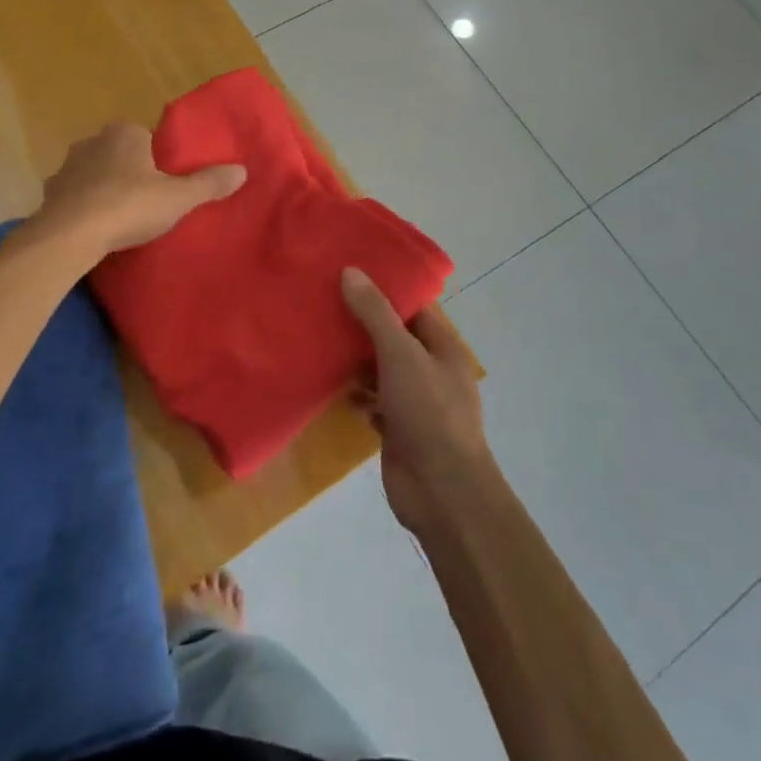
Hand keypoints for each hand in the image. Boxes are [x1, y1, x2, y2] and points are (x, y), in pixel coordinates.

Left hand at [33, 122, 244, 256]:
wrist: (70, 236)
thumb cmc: (129, 207)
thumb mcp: (178, 198)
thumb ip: (209, 183)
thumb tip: (242, 170)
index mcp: (124, 134)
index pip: (146, 136)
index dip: (158, 158)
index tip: (166, 182)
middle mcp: (92, 142)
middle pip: (119, 153)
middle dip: (131, 171)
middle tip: (148, 201)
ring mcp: (66, 167)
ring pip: (94, 173)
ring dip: (105, 188)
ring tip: (122, 217)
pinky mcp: (50, 195)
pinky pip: (75, 196)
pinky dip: (84, 207)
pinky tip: (96, 228)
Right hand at [341, 267, 494, 534]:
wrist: (441, 490)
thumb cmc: (428, 412)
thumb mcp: (401, 354)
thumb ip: (375, 313)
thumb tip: (351, 271)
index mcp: (442, 346)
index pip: (415, 306)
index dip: (386, 287)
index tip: (351, 270)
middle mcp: (430, 369)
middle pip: (394, 336)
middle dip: (364, 322)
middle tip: (324, 299)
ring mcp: (414, 401)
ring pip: (381, 369)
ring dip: (356, 358)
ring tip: (318, 336)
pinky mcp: (398, 428)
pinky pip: (373, 402)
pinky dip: (356, 394)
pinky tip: (330, 385)